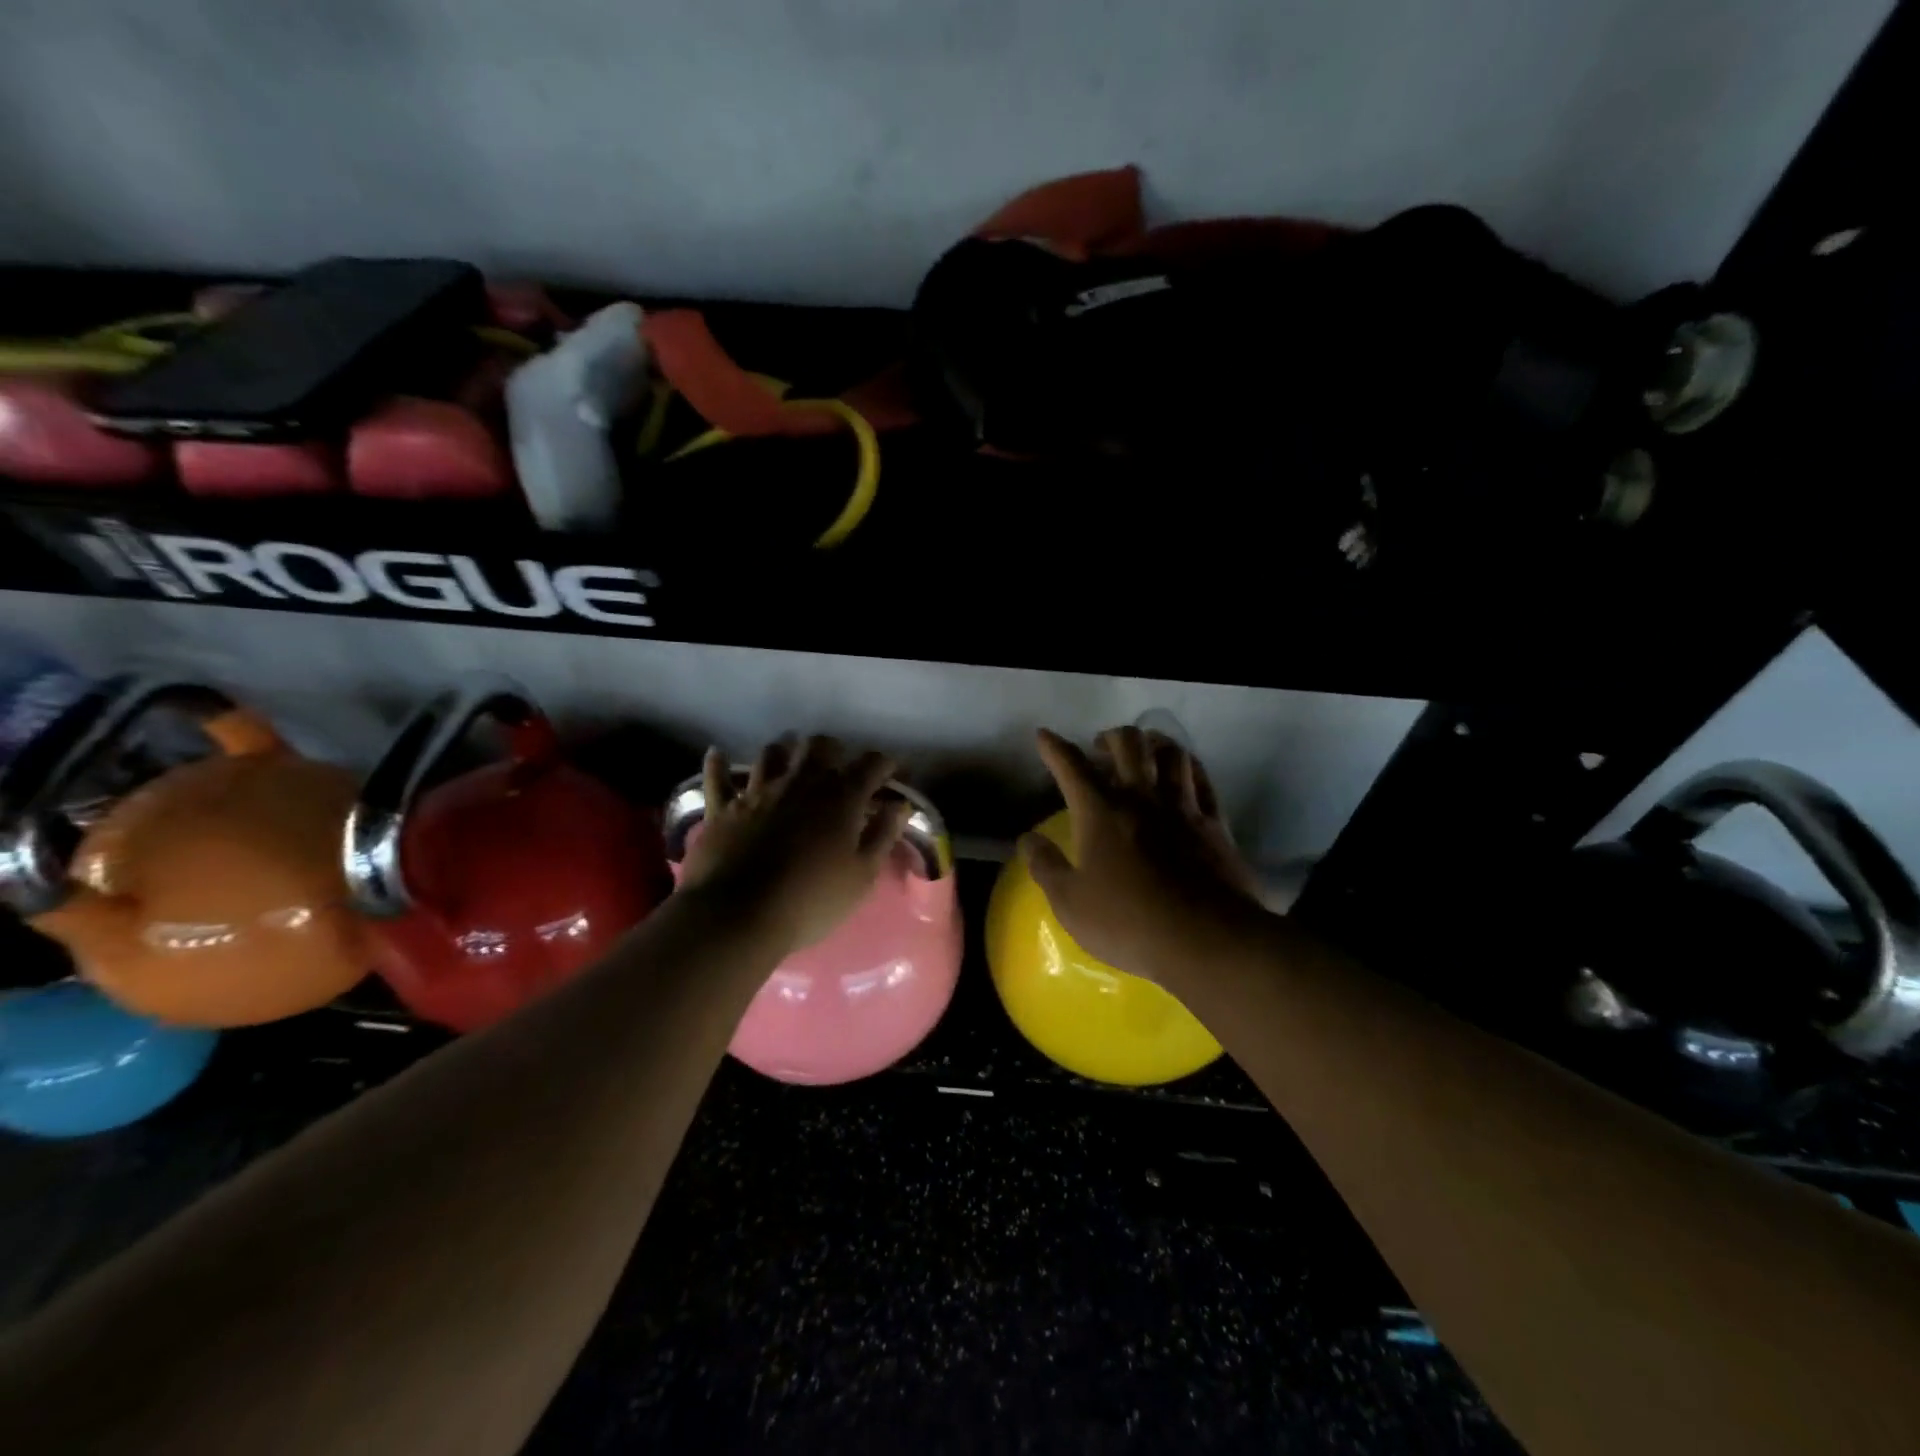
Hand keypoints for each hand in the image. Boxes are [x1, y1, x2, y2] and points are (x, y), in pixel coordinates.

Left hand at [679, 735, 910, 954]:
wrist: (738, 916)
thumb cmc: (811, 900)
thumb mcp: (862, 875)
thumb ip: (883, 835)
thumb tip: (899, 804)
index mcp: (840, 797)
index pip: (871, 764)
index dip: (887, 764)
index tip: (895, 773)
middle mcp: (800, 783)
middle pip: (820, 746)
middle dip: (834, 750)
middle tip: (840, 767)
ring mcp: (758, 792)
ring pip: (773, 753)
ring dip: (786, 751)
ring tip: (791, 760)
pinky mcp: (722, 808)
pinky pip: (718, 777)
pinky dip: (719, 763)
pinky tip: (719, 754)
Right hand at [1022, 726, 1265, 982]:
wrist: (1206, 939)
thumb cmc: (1128, 922)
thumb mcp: (1070, 903)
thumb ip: (1045, 866)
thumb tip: (1027, 839)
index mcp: (1101, 812)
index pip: (1071, 766)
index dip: (1054, 747)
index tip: (1044, 735)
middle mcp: (1142, 798)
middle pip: (1128, 744)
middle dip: (1110, 737)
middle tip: (1100, 748)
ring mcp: (1183, 807)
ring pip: (1171, 754)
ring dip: (1154, 744)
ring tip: (1145, 752)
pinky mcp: (1215, 824)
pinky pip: (1203, 780)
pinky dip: (1189, 768)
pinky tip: (1184, 773)